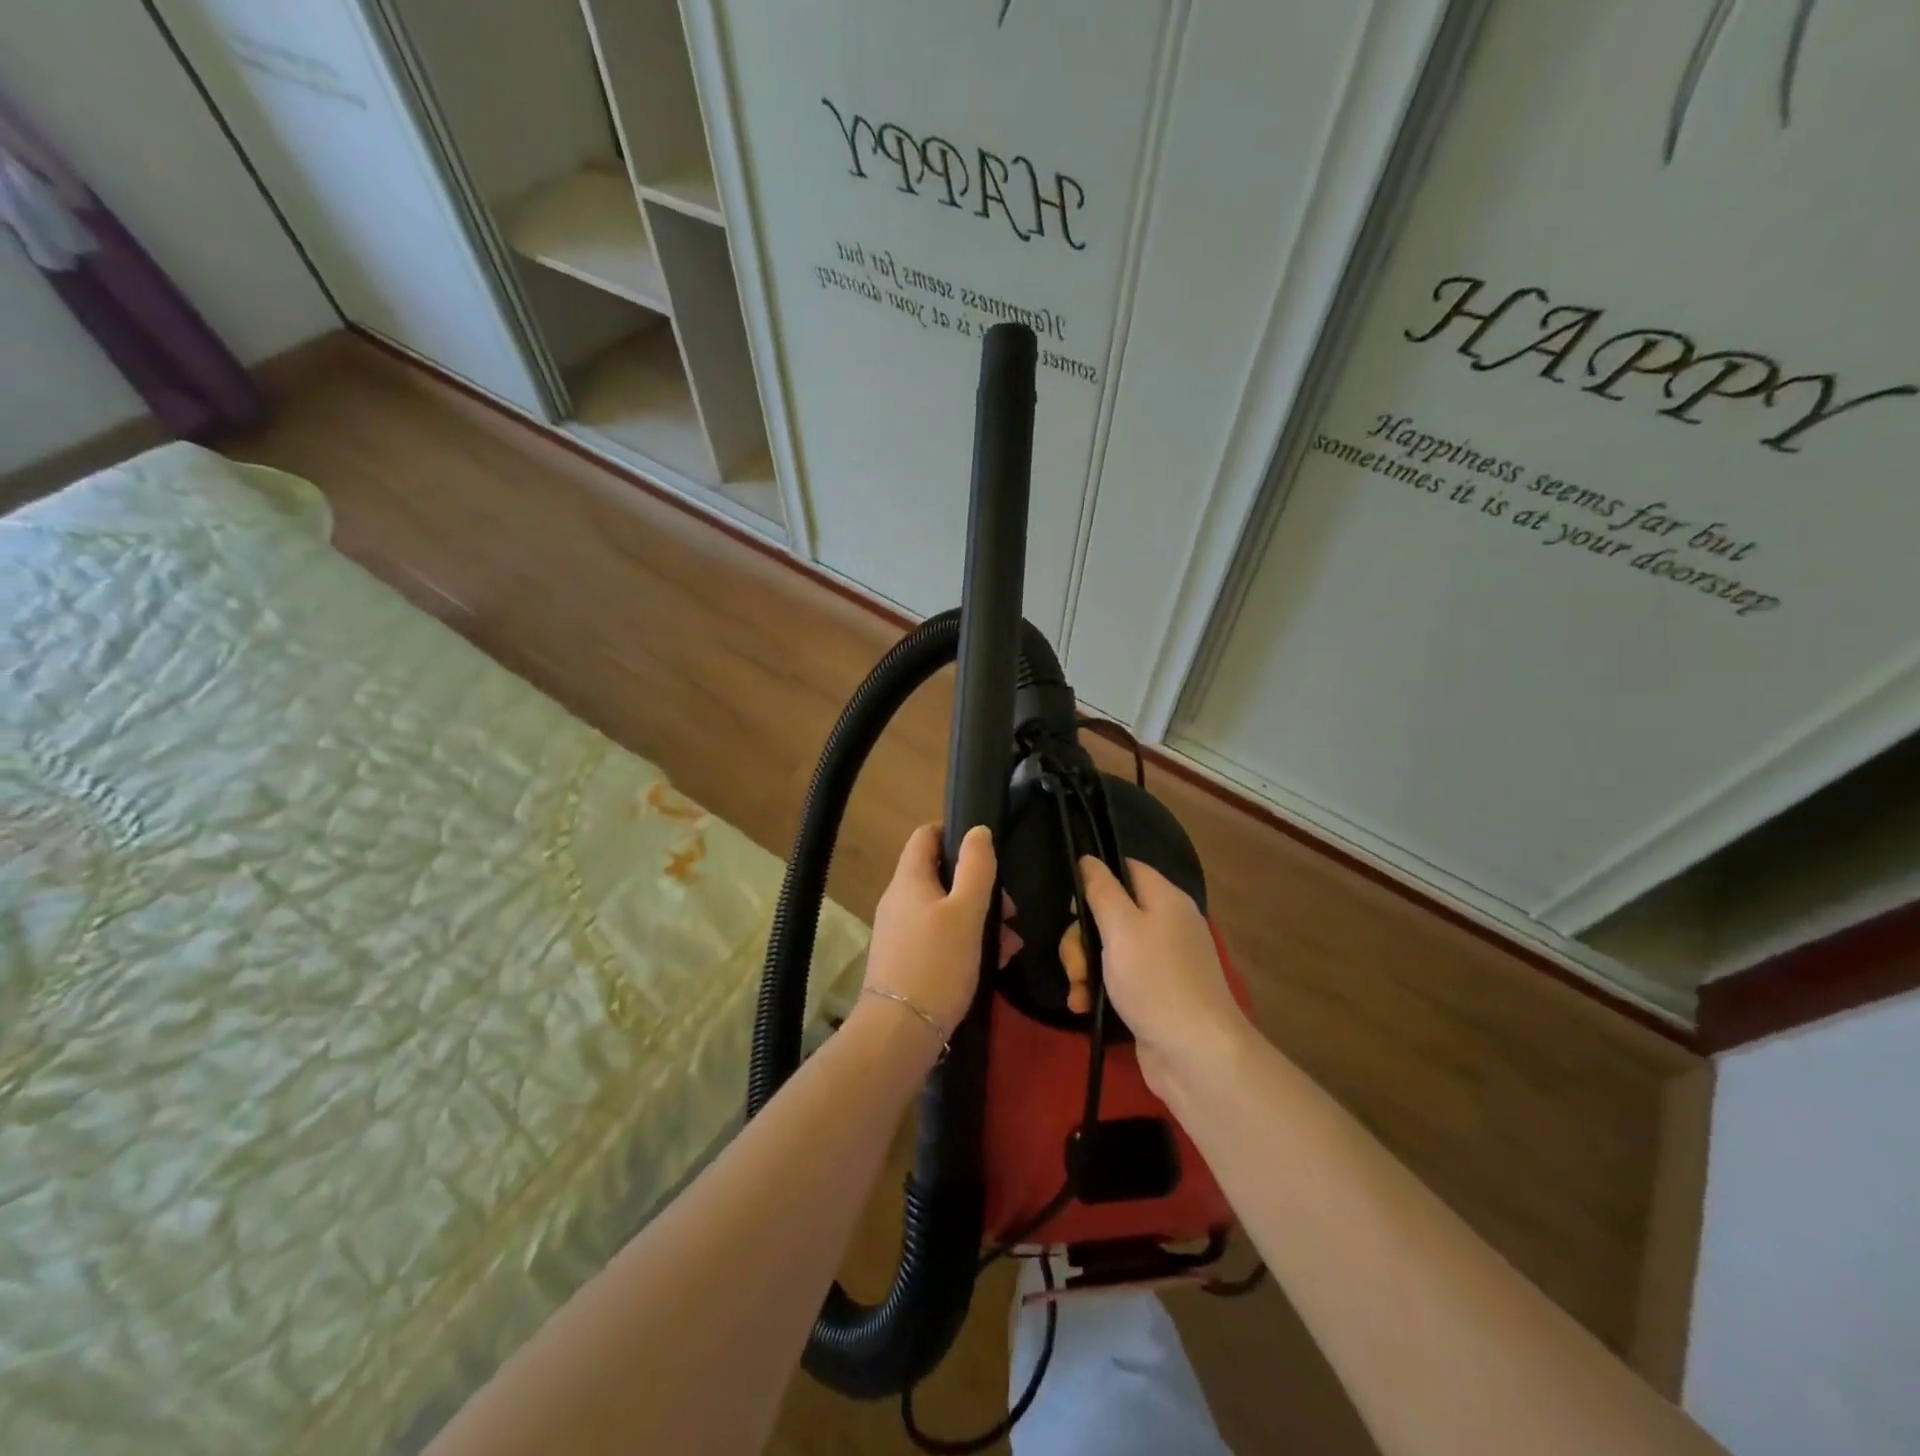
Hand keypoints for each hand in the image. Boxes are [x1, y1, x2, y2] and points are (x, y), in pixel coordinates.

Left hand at [862, 824, 998, 1045]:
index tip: (987, 852)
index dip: (955, 833)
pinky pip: (939, 937)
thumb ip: (976, 868)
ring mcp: (899, 931)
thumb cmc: (937, 963)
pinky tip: (993, 962)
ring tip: (1010, 943)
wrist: (900, 1032)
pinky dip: (965, 941)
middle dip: (979, 886)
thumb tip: (978, 831)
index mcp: (909, 879)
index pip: (926, 835)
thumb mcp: (966, 912)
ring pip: (944, 909)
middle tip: (1009, 908)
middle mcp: (899, 900)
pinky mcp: (905, 960)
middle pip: (940, 874)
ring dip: (979, 918)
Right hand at [1070, 857, 1249, 1095]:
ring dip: (1084, 968)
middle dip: (1082, 937)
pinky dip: (1097, 990)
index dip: (1097, 878)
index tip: (1072, 902)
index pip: (1127, 869)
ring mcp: (1162, 962)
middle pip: (1111, 912)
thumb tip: (1088, 859)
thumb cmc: (1156, 982)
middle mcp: (1167, 925)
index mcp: (1165, 900)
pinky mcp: (1154, 995)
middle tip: (1074, 963)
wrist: (1197, 1056)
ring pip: (1109, 949)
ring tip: (1077, 992)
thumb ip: (1101, 890)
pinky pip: (1118, 979)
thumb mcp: (1121, 928)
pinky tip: (1083, 1007)